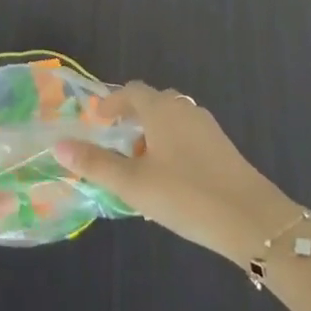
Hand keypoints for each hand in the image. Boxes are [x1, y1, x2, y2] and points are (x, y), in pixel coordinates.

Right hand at [54, 82, 303, 266]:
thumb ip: (95, 164)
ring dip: (152, 136)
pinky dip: (171, 148)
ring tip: (139, 169)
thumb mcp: (133, 184)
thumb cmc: (186, 195)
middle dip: (132, 119)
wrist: (252, 219)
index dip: (112, 101)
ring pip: (172, 122)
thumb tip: (59, 145)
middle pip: (154, 103)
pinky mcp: (223, 149)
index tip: (97, 119)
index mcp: (162, 109)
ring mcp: (208, 128)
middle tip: (115, 144)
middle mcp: (185, 109)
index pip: (132, 91)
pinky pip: (188, 138)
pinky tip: (168, 182)